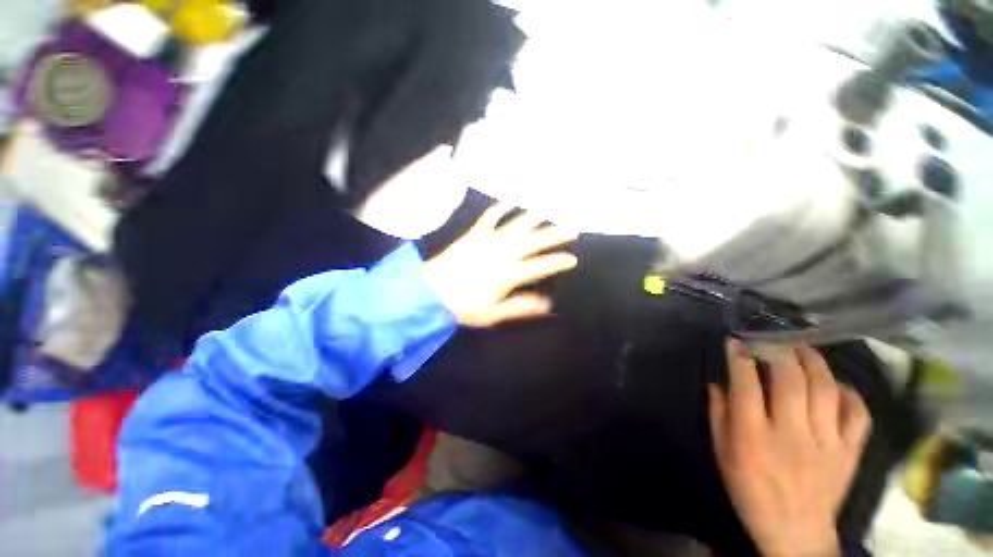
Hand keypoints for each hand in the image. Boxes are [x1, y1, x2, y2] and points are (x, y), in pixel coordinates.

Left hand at [422, 202, 578, 326]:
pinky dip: (502, 207)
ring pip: (517, 224)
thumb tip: (547, 304)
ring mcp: (489, 240)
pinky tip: (512, 200)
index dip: (558, 262)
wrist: (431, 291)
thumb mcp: (494, 313)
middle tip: (572, 228)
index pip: (541, 265)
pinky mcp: (475, 233)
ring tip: (550, 209)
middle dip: (555, 234)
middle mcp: (503, 253)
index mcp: (509, 274)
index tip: (573, 259)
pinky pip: (491, 216)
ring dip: (535, 216)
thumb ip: (521, 307)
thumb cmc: (463, 306)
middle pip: (535, 240)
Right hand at [708, 340, 871, 556]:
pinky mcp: (850, 452)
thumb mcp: (723, 455)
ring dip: (814, 362)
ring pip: (827, 390)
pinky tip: (837, 385)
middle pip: (791, 380)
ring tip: (803, 349)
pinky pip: (858, 414)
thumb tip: (717, 384)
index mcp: (753, 437)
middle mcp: (791, 434)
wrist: (796, 533)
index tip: (736, 342)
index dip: (740, 358)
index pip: (746, 385)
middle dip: (779, 351)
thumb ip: (718, 416)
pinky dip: (850, 393)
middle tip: (772, 339)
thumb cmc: (751, 491)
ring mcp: (827, 443)